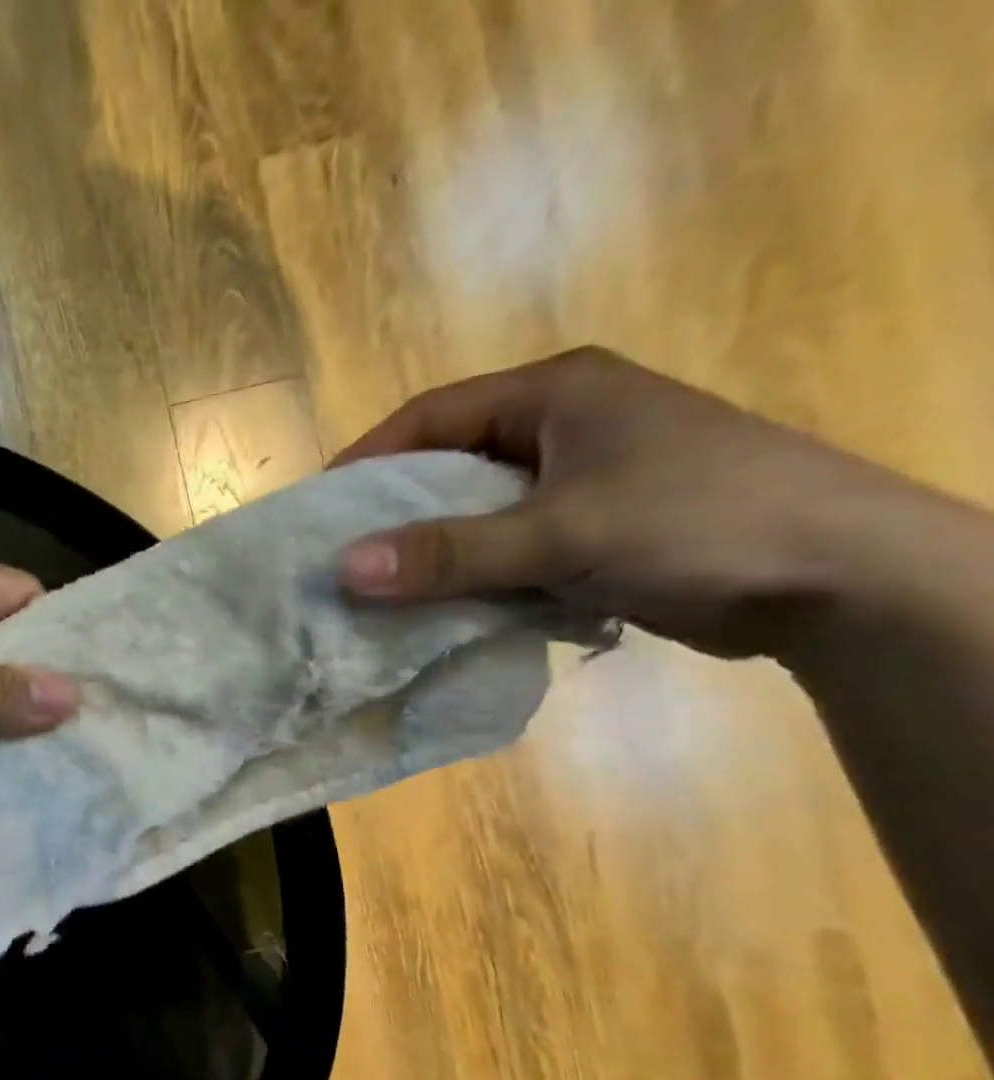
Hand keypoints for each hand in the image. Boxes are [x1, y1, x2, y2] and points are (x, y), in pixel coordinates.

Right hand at [331, 347, 944, 658]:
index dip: (367, 460)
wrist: (840, 579)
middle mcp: (560, 427)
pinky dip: (469, 575)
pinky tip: (436, 608)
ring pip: (474, 512)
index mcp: (554, 394)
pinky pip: (503, 547)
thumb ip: (450, 552)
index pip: (431, 416)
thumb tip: (344, 569)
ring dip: (429, 551)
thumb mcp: (561, 534)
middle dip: (392, 513)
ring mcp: (576, 480)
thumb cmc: (698, 523)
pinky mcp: (589, 528)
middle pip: (448, 464)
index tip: (317, 510)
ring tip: (374, 591)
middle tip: (337, 558)